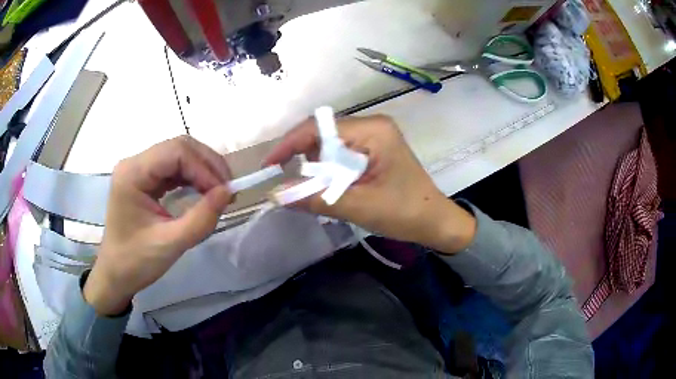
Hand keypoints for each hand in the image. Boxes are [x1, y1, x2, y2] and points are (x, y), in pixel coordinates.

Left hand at [84, 136, 233, 315]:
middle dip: (207, 165)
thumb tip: (228, 193)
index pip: (176, 152)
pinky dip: (193, 177)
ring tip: (219, 191)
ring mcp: (139, 169)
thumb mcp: (170, 244)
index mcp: (133, 173)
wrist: (116, 274)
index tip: (224, 193)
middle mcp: (135, 163)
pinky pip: (174, 168)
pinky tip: (203, 190)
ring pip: (179, 154)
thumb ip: (201, 219)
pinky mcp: (145, 179)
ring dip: (203, 169)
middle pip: (179, 147)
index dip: (204, 168)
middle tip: (227, 190)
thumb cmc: (136, 261)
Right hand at [264, 115, 475, 252]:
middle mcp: (372, 125)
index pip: (320, 128)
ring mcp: (374, 136)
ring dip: (317, 167)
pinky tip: (329, 186)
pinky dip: (329, 170)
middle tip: (292, 184)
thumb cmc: (405, 213)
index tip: (269, 166)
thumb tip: (275, 194)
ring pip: (330, 146)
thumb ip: (315, 198)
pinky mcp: (374, 149)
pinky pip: (341, 154)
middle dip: (304, 159)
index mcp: (373, 130)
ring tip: (314, 189)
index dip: (290, 144)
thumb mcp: (358, 207)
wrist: (435, 222)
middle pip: (323, 135)